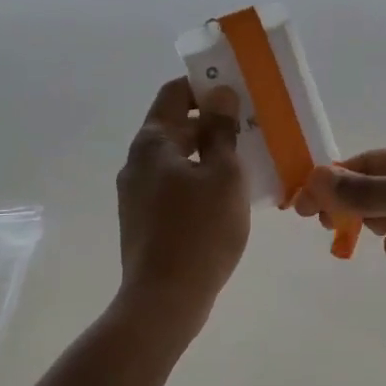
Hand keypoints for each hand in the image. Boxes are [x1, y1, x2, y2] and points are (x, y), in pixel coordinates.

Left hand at [116, 78, 250, 325]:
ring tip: (244, 161)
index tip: (237, 90)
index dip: (204, 86)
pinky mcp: (142, 219)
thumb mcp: (223, 176)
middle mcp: (137, 162)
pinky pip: (173, 185)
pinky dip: (197, 179)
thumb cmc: (200, 231)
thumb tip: (220, 95)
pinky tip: (224, 196)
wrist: (164, 299)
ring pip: (175, 159)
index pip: (174, 94)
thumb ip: (221, 131)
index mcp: (152, 143)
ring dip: (207, 153)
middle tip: (250, 127)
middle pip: (174, 126)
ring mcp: (135, 193)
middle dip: (211, 122)